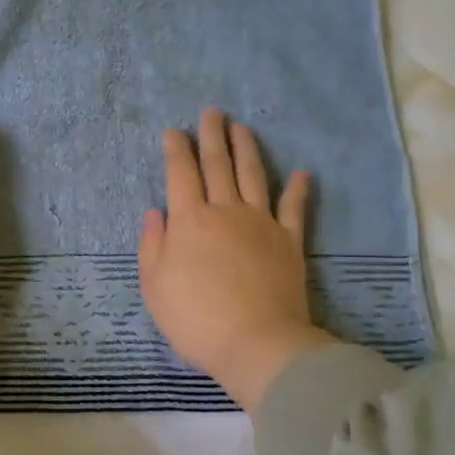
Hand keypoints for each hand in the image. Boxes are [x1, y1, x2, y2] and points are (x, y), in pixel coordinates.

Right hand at [138, 109, 334, 410]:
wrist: (256, 342)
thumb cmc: (195, 318)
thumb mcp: (155, 286)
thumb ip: (152, 245)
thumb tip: (155, 212)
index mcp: (189, 220)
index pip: (181, 174)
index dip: (177, 150)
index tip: (174, 131)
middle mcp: (225, 211)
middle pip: (218, 165)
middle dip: (212, 136)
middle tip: (212, 113)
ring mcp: (261, 223)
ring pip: (253, 175)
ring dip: (246, 148)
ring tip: (242, 127)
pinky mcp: (289, 241)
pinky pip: (294, 208)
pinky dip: (298, 189)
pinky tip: (301, 172)